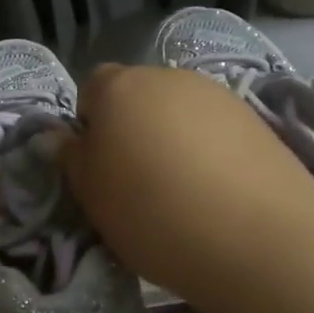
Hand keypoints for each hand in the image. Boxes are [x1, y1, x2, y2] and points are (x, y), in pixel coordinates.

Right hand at [61, 64, 313, 312]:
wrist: (257, 236)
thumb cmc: (153, 213)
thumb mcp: (92, 196)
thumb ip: (71, 159)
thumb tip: (56, 136)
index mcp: (118, 87)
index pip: (90, 89)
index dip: (90, 126)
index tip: (100, 168)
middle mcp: (166, 76)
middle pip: (137, 96)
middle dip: (131, 128)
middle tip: (137, 181)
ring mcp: (216, 93)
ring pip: (177, 111)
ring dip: (171, 138)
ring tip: (182, 189)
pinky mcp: (254, 117)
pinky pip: (213, 127)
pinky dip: (207, 148)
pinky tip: (217, 189)